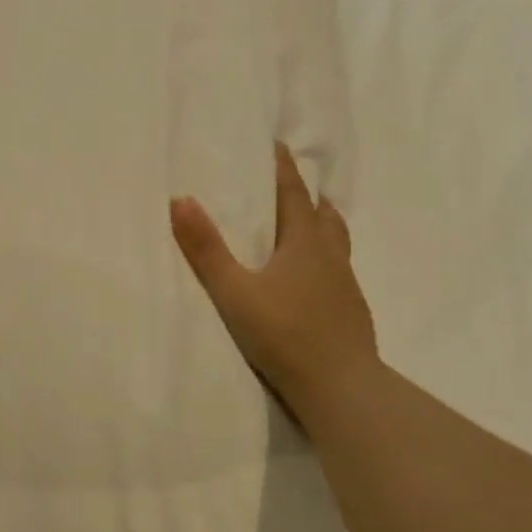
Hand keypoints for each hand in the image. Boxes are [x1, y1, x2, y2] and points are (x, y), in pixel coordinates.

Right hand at [170, 143, 377, 419]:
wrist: (340, 387)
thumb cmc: (284, 334)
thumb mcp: (234, 292)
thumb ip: (206, 250)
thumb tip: (180, 200)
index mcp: (304, 244)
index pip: (294, 195)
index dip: (283, 169)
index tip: (277, 145)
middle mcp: (330, 257)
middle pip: (322, 216)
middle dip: (307, 196)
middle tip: (294, 185)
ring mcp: (345, 286)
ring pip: (336, 243)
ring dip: (323, 226)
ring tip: (313, 223)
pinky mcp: (351, 313)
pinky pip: (339, 272)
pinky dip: (326, 261)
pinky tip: (315, 280)